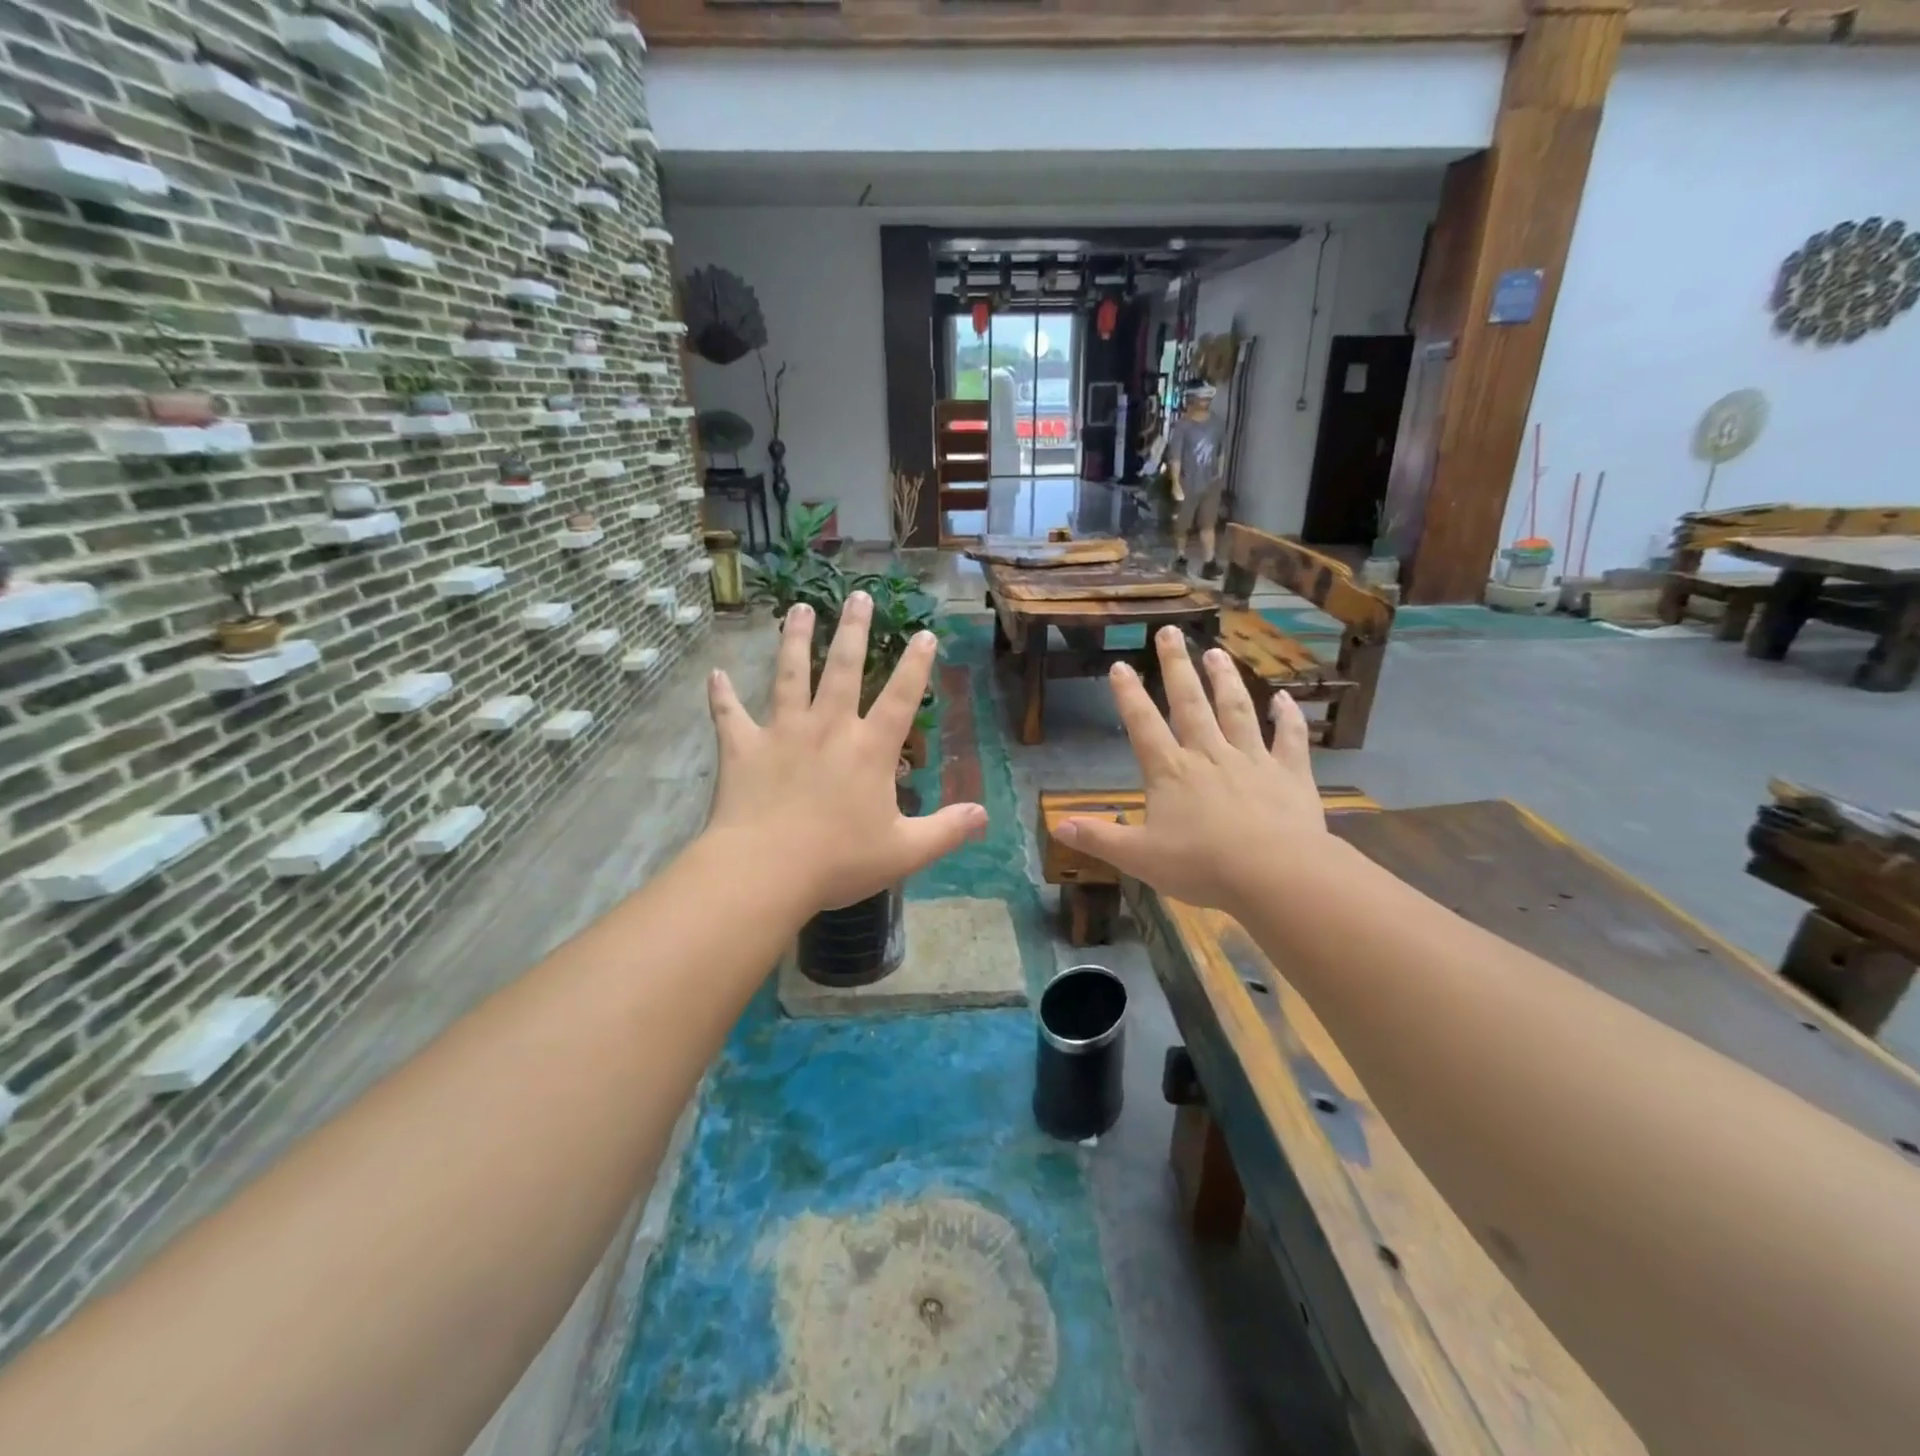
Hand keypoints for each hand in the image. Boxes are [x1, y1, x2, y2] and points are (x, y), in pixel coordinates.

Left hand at [704, 593, 985, 912]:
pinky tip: (714, 674)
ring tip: (799, 608)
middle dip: (853, 630)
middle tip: (858, 595)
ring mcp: (782, 733)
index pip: (900, 697)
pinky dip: (721, 695)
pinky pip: (729, 715)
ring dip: (794, 640)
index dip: (916, 665)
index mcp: (869, 750)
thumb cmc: (838, 861)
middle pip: (842, 668)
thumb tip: (984, 816)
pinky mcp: (743, 748)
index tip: (925, 633)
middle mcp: (827, 728)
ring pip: (789, 675)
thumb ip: (946, 831)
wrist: (765, 870)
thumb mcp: (904, 852)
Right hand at [1056, 626, 1328, 914]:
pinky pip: (1289, 738)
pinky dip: (1288, 717)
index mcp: (1171, 772)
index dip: (1129, 695)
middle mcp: (1209, 755)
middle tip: (1170, 632)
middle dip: (1177, 667)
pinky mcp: (1289, 774)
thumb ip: (1099, 839)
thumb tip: (1057, 826)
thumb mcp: (1139, 858)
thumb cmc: (1202, 866)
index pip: (1143, 725)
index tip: (1120, 665)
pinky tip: (1286, 698)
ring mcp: (1253, 760)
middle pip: (1190, 703)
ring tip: (1216, 652)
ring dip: (1225, 680)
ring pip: (1237, 710)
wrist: (1274, 874)